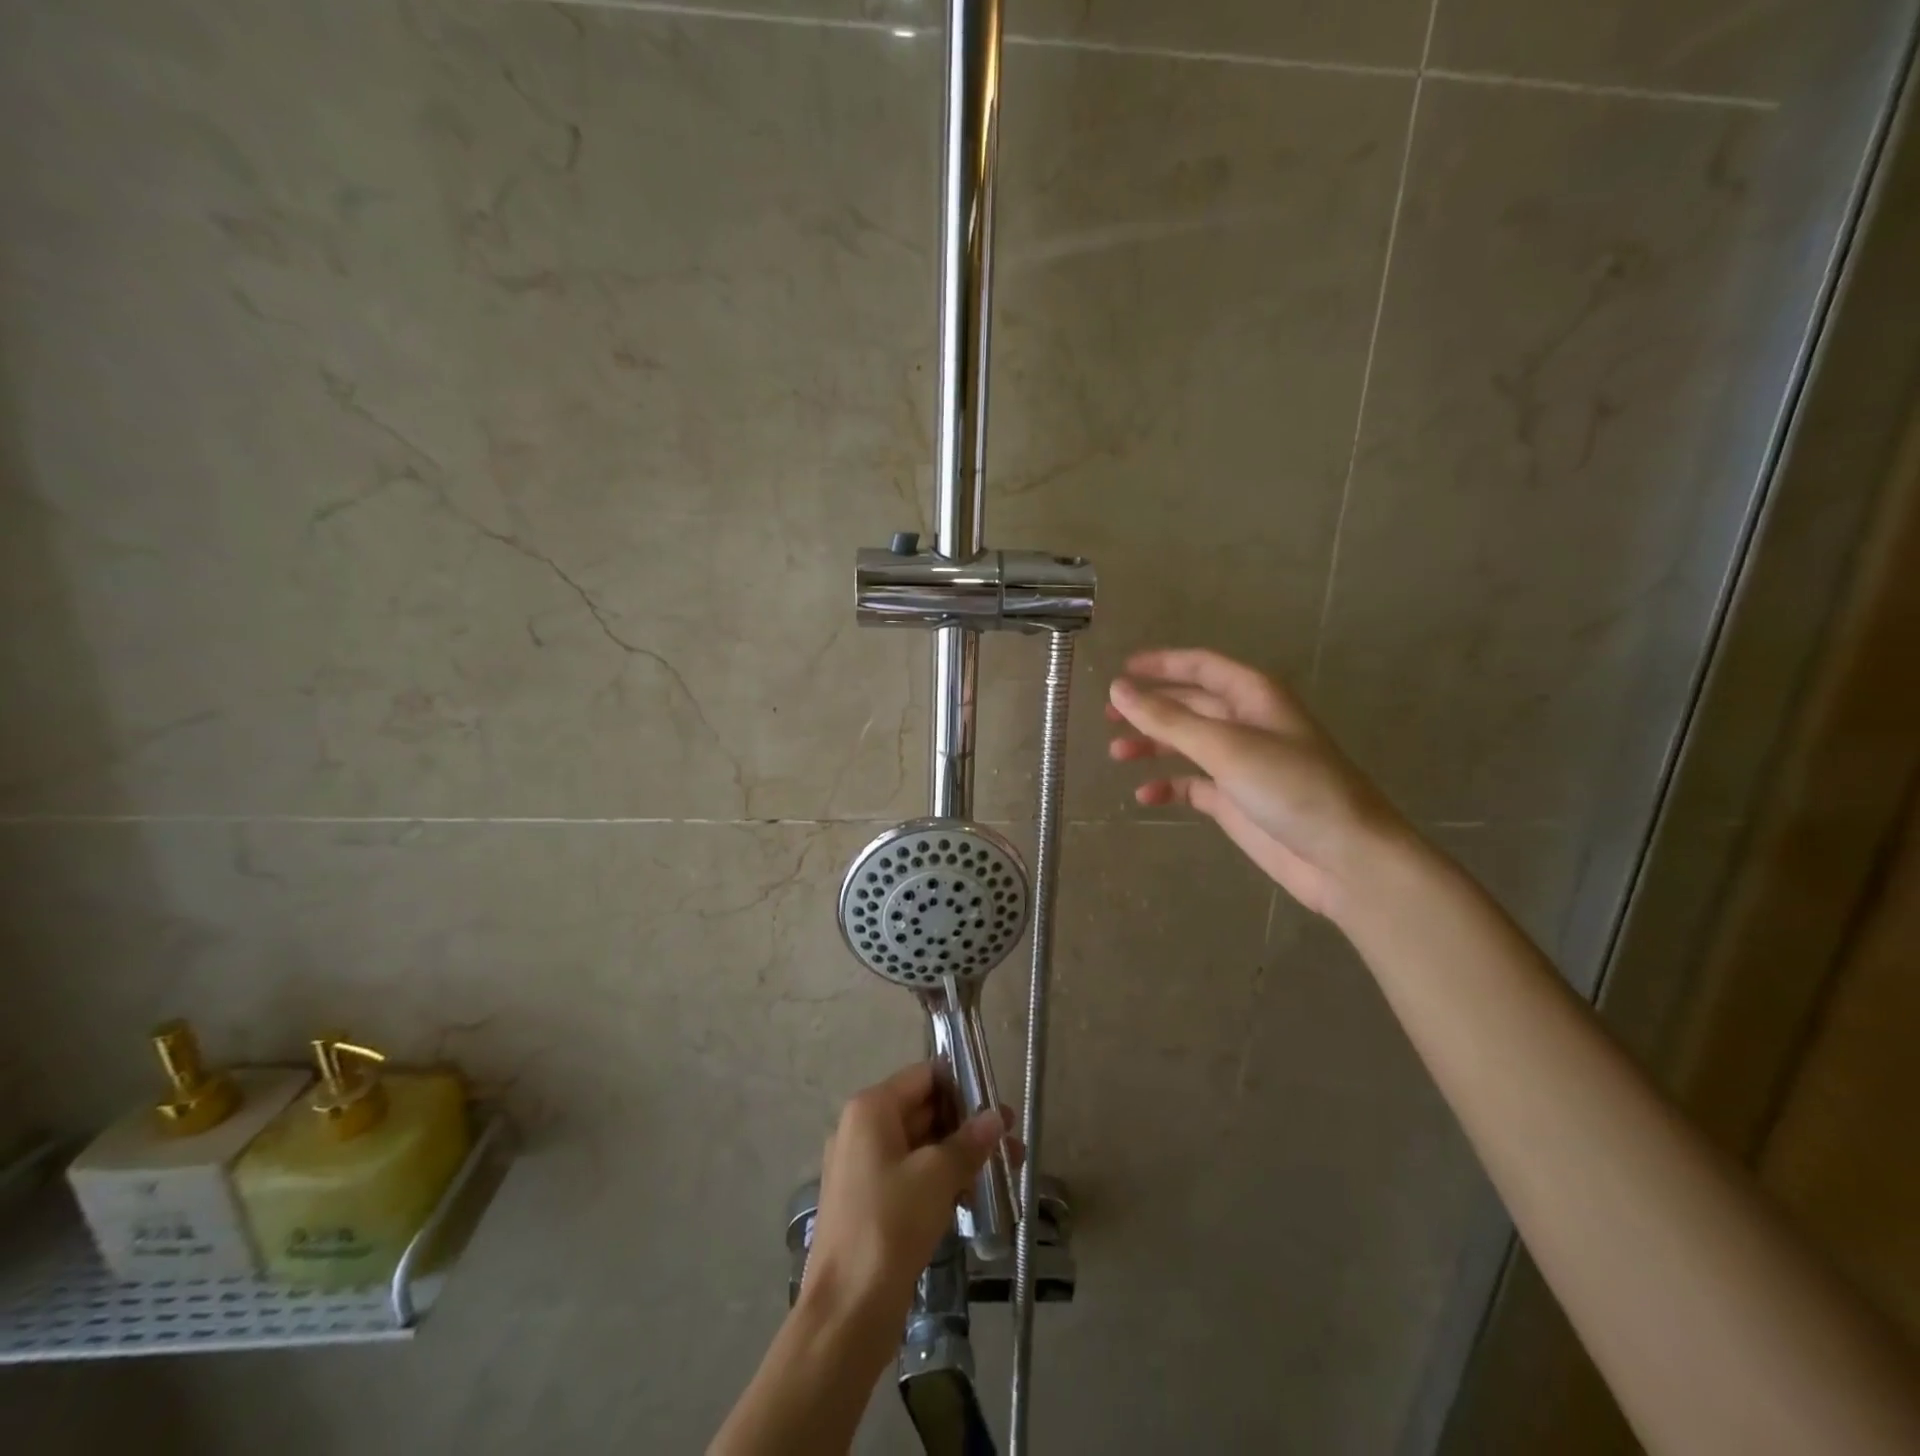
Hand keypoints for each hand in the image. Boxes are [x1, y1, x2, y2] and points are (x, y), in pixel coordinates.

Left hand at [802, 1063, 1005, 1332]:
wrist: (846, 1313)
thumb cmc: (890, 1226)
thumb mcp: (937, 1177)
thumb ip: (969, 1142)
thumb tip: (996, 1116)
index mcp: (871, 1109)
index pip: (925, 1076)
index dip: (963, 1087)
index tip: (998, 1108)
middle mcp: (862, 1129)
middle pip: (923, 1110)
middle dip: (968, 1126)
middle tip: (1011, 1143)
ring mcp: (863, 1167)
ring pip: (920, 1146)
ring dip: (959, 1156)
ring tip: (1003, 1174)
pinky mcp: (869, 1202)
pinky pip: (910, 1176)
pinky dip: (940, 1181)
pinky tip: (972, 1200)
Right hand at [1107, 647, 1413, 919]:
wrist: (1344, 856)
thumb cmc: (1290, 787)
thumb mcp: (1225, 746)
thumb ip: (1168, 718)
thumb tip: (1119, 688)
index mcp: (1253, 696)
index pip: (1201, 666)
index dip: (1161, 664)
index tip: (1120, 670)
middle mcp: (1246, 723)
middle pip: (1189, 704)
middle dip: (1149, 707)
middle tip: (1107, 716)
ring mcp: (1241, 763)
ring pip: (1186, 743)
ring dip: (1153, 745)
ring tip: (1117, 754)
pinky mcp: (1236, 800)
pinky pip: (1192, 785)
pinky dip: (1168, 786)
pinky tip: (1145, 796)